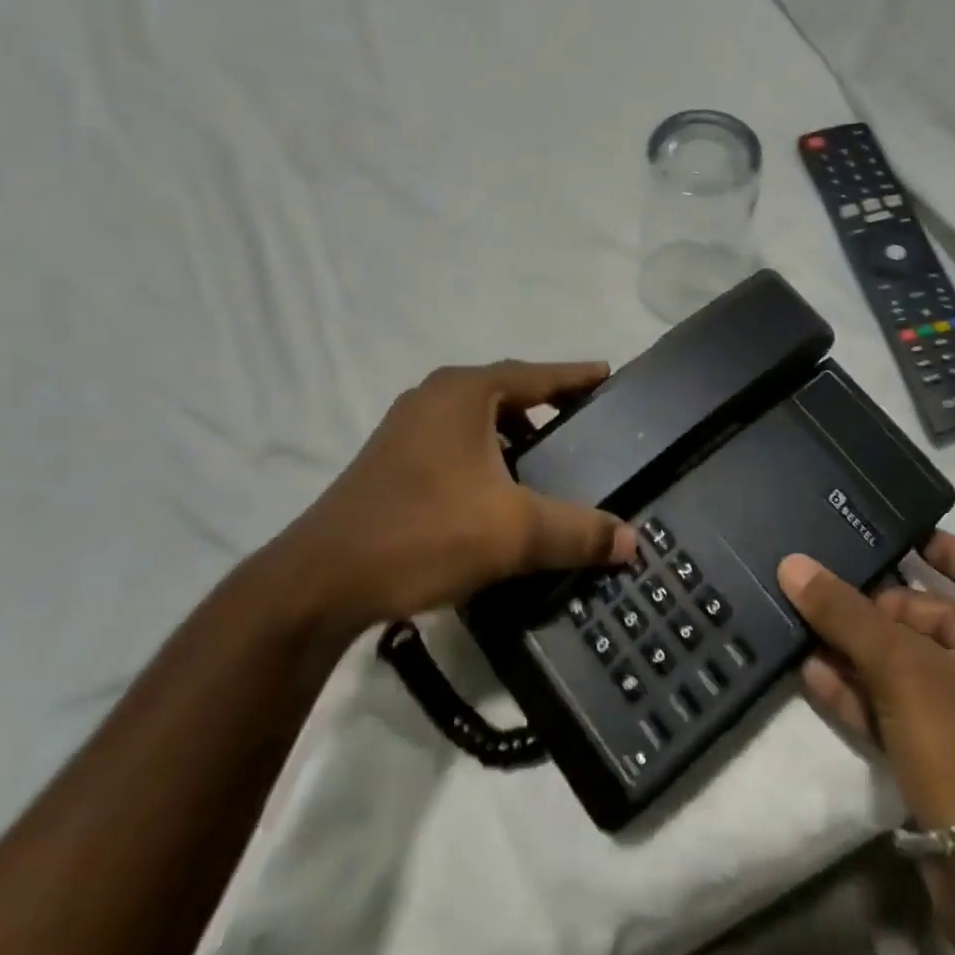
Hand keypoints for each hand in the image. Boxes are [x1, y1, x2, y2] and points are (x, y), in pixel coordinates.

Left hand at [266, 361, 637, 631]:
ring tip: (542, 461)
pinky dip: (483, 454)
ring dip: (511, 434)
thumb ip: (577, 532)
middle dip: (544, 406)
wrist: (322, 580)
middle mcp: (433, 396)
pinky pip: (452, 442)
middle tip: (581, 424)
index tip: (606, 374)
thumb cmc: (424, 533)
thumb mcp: (514, 532)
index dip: (575, 376)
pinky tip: (494, 492)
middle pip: (505, 391)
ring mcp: (405, 426)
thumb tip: (632, 541)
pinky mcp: (389, 459)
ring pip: (475, 419)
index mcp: (464, 393)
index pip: (536, 374)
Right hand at [778, 534, 954, 828]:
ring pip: (909, 668)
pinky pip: (897, 710)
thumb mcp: (904, 670)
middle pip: (936, 623)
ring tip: (806, 624)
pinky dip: (860, 693)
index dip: (947, 551)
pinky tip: (813, 673)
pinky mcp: (945, 762)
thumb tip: (793, 563)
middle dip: (879, 608)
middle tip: (827, 588)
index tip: (900, 533)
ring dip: (860, 650)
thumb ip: (847, 614)